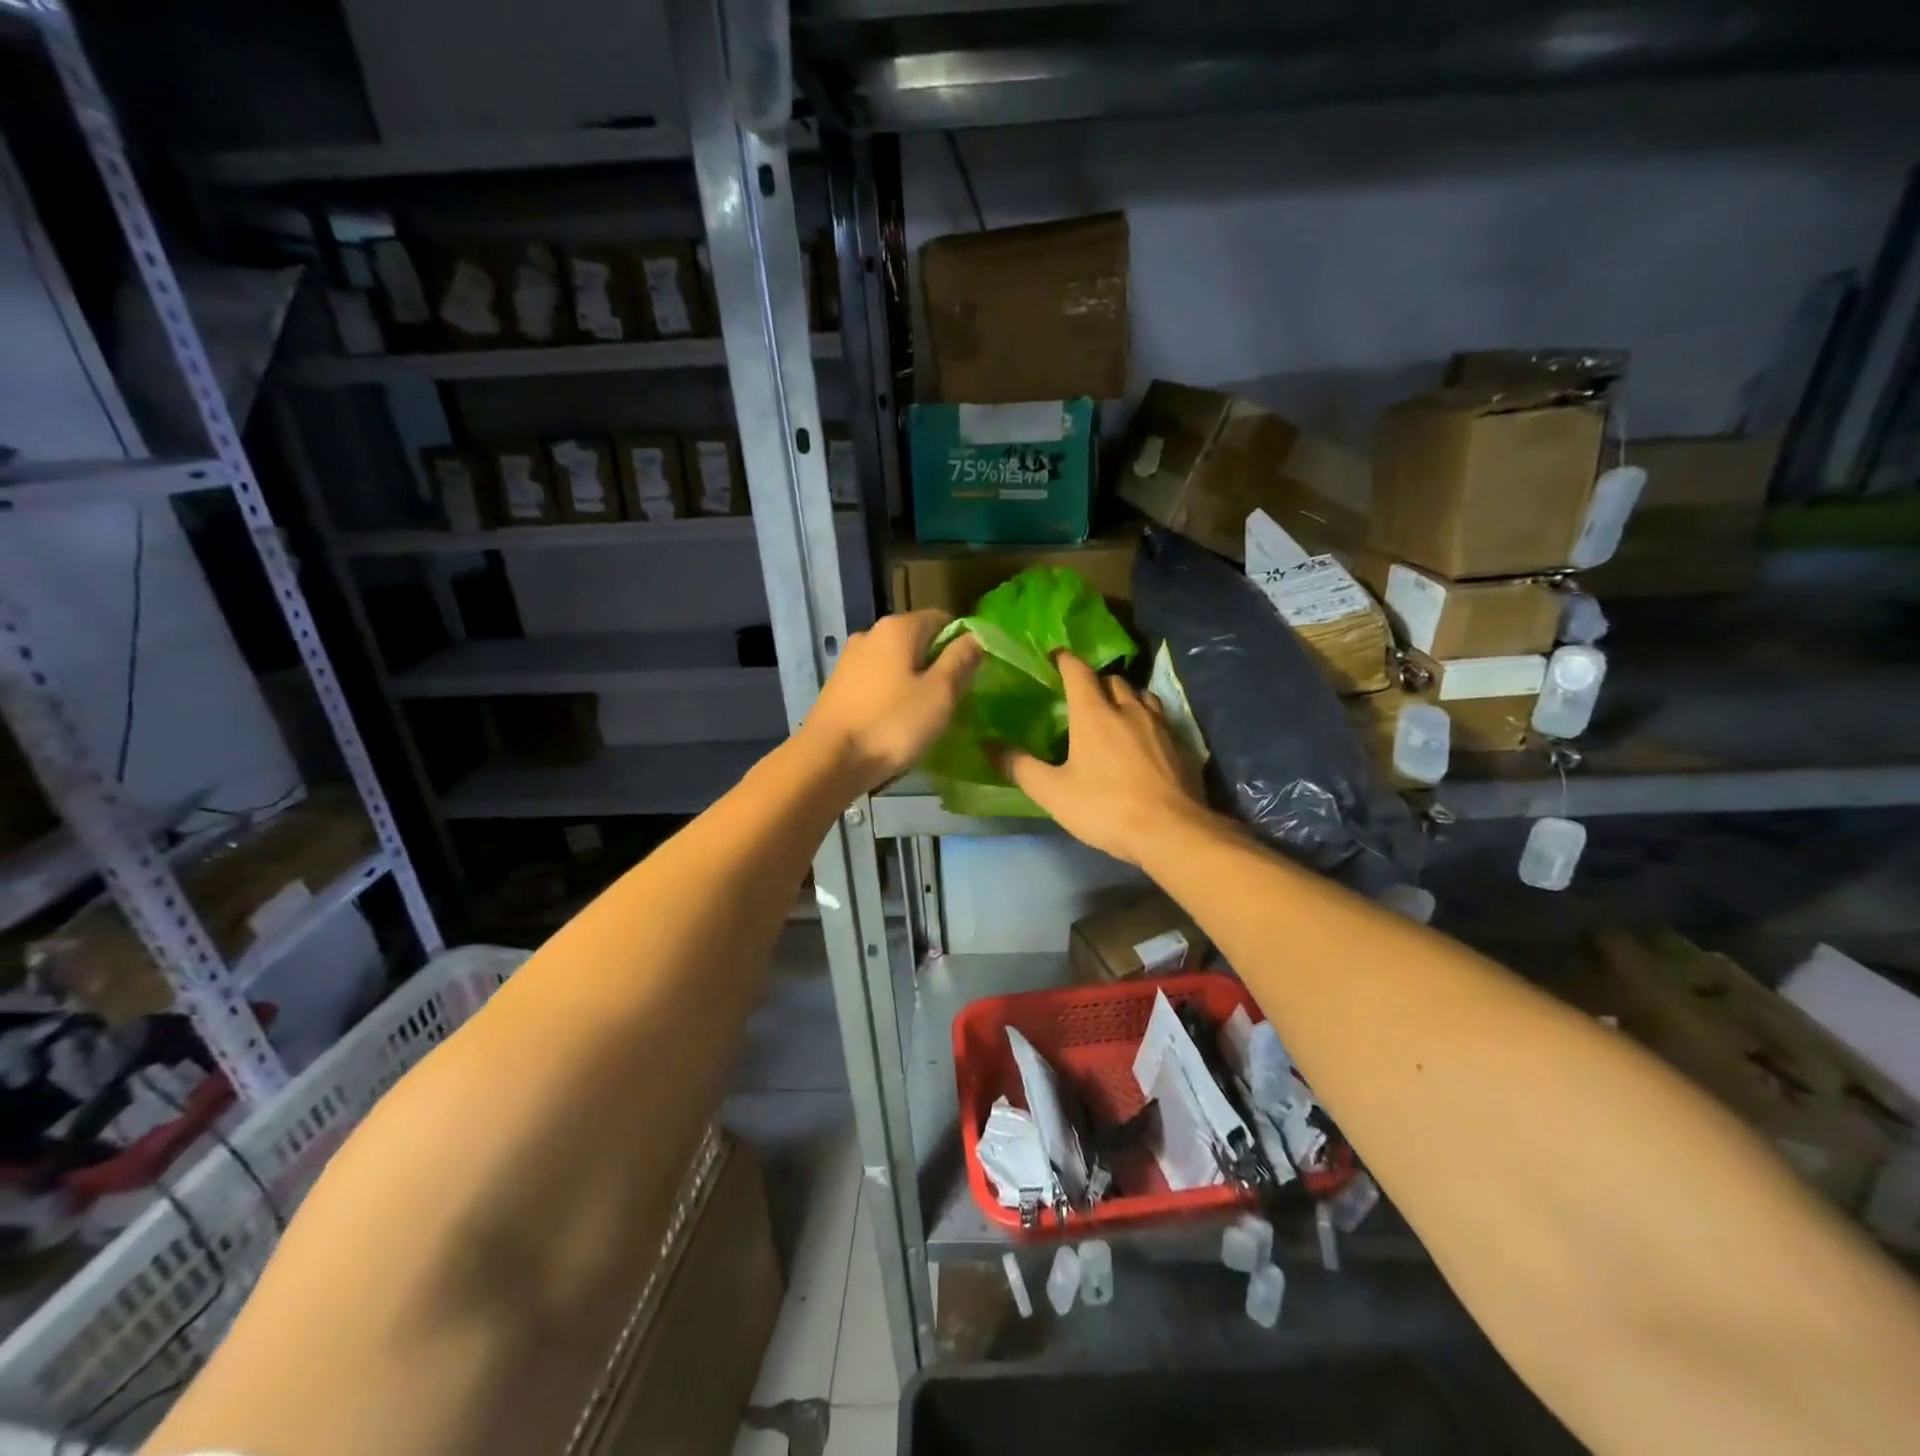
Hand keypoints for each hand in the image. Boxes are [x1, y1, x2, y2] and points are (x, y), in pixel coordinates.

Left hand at [802, 609, 981, 792]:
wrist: (828, 759)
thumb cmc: (892, 725)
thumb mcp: (940, 694)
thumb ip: (961, 660)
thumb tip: (975, 637)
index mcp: (899, 627)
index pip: (943, 619)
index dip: (961, 644)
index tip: (968, 676)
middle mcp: (871, 633)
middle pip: (917, 640)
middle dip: (936, 665)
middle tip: (949, 700)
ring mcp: (850, 658)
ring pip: (895, 662)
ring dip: (912, 682)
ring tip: (922, 715)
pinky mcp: (838, 684)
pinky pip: (876, 681)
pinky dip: (890, 694)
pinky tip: (893, 721)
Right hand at [998, 653, 1210, 865]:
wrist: (1170, 831)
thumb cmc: (1105, 807)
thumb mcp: (1053, 793)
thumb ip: (1021, 767)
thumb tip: (989, 746)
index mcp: (1094, 713)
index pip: (1078, 671)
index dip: (1065, 660)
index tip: (1055, 656)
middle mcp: (1129, 708)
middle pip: (1112, 679)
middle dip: (1096, 681)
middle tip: (1082, 695)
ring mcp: (1160, 725)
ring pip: (1141, 695)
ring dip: (1126, 696)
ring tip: (1115, 711)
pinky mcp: (1181, 744)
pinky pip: (1162, 719)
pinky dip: (1148, 720)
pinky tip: (1144, 740)